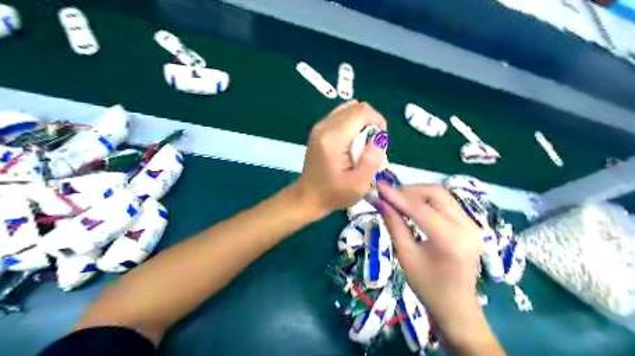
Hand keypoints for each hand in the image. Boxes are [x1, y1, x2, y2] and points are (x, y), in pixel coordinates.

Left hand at [295, 100, 389, 216]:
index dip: (378, 122)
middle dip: (371, 123)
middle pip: (357, 107)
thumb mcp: (359, 184)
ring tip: (362, 145)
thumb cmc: (334, 194)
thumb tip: (380, 137)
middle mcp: (324, 126)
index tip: (379, 144)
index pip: (363, 111)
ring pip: (350, 108)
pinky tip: (352, 143)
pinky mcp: (319, 128)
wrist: (308, 197)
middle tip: (371, 147)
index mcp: (333, 138)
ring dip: (362, 123)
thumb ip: (372, 159)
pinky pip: (342, 115)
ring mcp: (320, 125)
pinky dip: (353, 124)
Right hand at [374, 183, 498, 348]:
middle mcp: (467, 227)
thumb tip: (379, 201)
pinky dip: (428, 200)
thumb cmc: (427, 286)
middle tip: (388, 196)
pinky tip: (414, 206)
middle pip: (435, 193)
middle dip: (409, 191)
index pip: (420, 209)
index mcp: (451, 240)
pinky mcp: (471, 224)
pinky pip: (447, 203)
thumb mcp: (406, 256)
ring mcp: (473, 224)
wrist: (456, 305)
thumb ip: (394, 224)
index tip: (378, 187)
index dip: (397, 196)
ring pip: (442, 195)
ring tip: (398, 200)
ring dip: (418, 194)